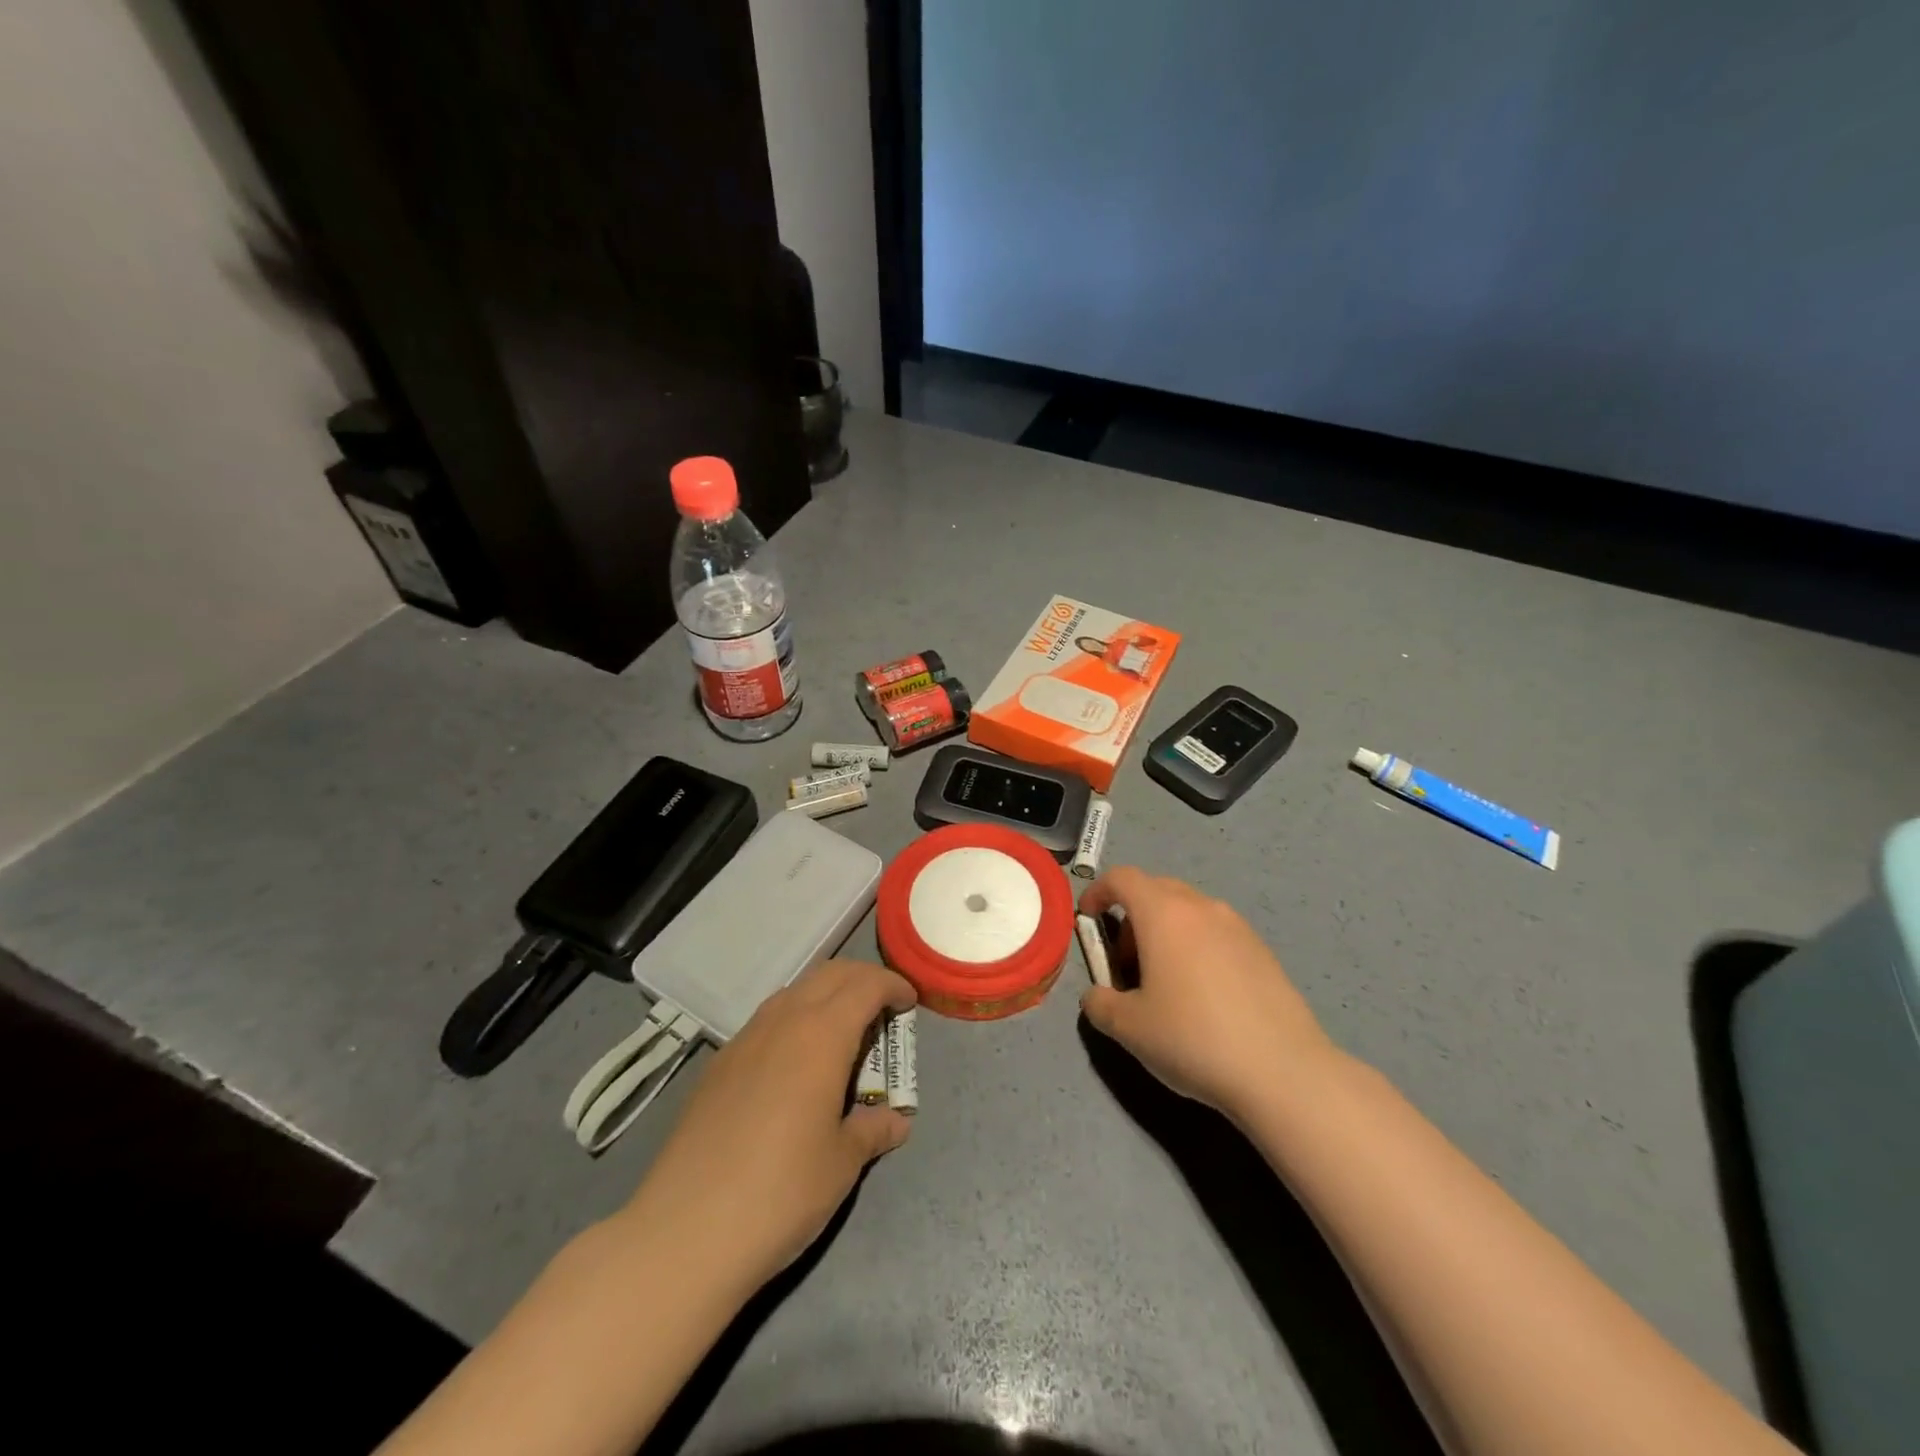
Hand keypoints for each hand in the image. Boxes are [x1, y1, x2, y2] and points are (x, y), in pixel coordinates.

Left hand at [621, 958, 916, 1291]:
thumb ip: (873, 1130)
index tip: (910, 1002)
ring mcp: (745, 1039)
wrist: (684, 1231)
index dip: (892, 985)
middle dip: (862, 980)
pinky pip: (767, 1020)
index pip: (865, 985)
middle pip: (830, 975)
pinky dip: (795, 1020)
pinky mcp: (719, 1064)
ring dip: (826, 996)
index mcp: (821, 1034)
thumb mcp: (841, 1164)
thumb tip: (896, 1121)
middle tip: (884, 1008)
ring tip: (843, 1034)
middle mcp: (783, 1020)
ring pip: (795, 992)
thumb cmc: (780, 1192)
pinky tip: (796, 1064)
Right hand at [1079, 866, 1337, 1123]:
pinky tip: (1204, 996)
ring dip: (1166, 932)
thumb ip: (1099, 1003)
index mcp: (1163, 913)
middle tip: (1126, 962)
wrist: (1282, 1071)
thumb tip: (1097, 996)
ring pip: (1189, 911)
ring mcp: (1237, 926)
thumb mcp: (1128, 1028)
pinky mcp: (1263, 951)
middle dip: (1132, 916)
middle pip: (1156, 889)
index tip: (1088, 921)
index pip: (1122, 878)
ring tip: (1165, 983)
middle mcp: (1201, 907)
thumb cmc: (1193, 1038)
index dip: (1098, 892)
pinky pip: (1216, 933)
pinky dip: (1196, 947)